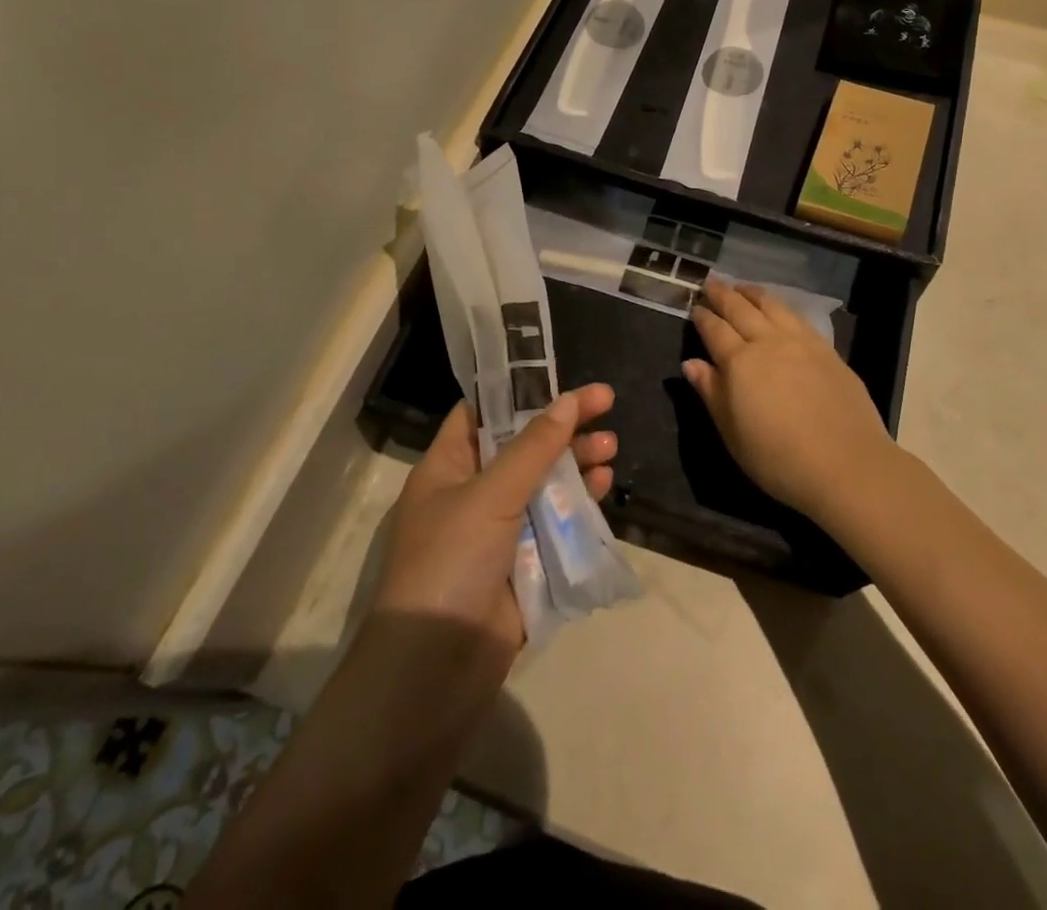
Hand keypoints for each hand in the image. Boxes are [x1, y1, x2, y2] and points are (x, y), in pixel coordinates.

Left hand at [371, 385, 617, 668]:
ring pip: (545, 483)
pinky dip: (580, 503)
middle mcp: (472, 493)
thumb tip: (569, 400)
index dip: (519, 391)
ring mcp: (499, 532)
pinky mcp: (524, 565)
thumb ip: (533, 447)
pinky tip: (605, 486)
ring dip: (577, 464)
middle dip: (563, 427)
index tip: (560, 374)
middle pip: (523, 445)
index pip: (482, 413)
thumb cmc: (450, 564)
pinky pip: (556, 523)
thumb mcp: (489, 495)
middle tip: (607, 405)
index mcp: (448, 468)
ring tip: (611, 448)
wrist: (435, 672)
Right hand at [683, 278, 892, 518]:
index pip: (715, 331)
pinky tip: (779, 308)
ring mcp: (801, 342)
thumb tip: (691, 363)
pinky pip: (797, 316)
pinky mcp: (827, 349)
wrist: (846, 465)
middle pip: (741, 309)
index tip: (695, 306)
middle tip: (711, 282)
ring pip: (772, 305)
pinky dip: (781, 305)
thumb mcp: (732, 433)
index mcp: (740, 363)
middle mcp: (768, 343)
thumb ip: (711, 393)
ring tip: (741, 286)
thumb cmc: (778, 459)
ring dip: (753, 293)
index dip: (703, 317)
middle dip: (723, 294)